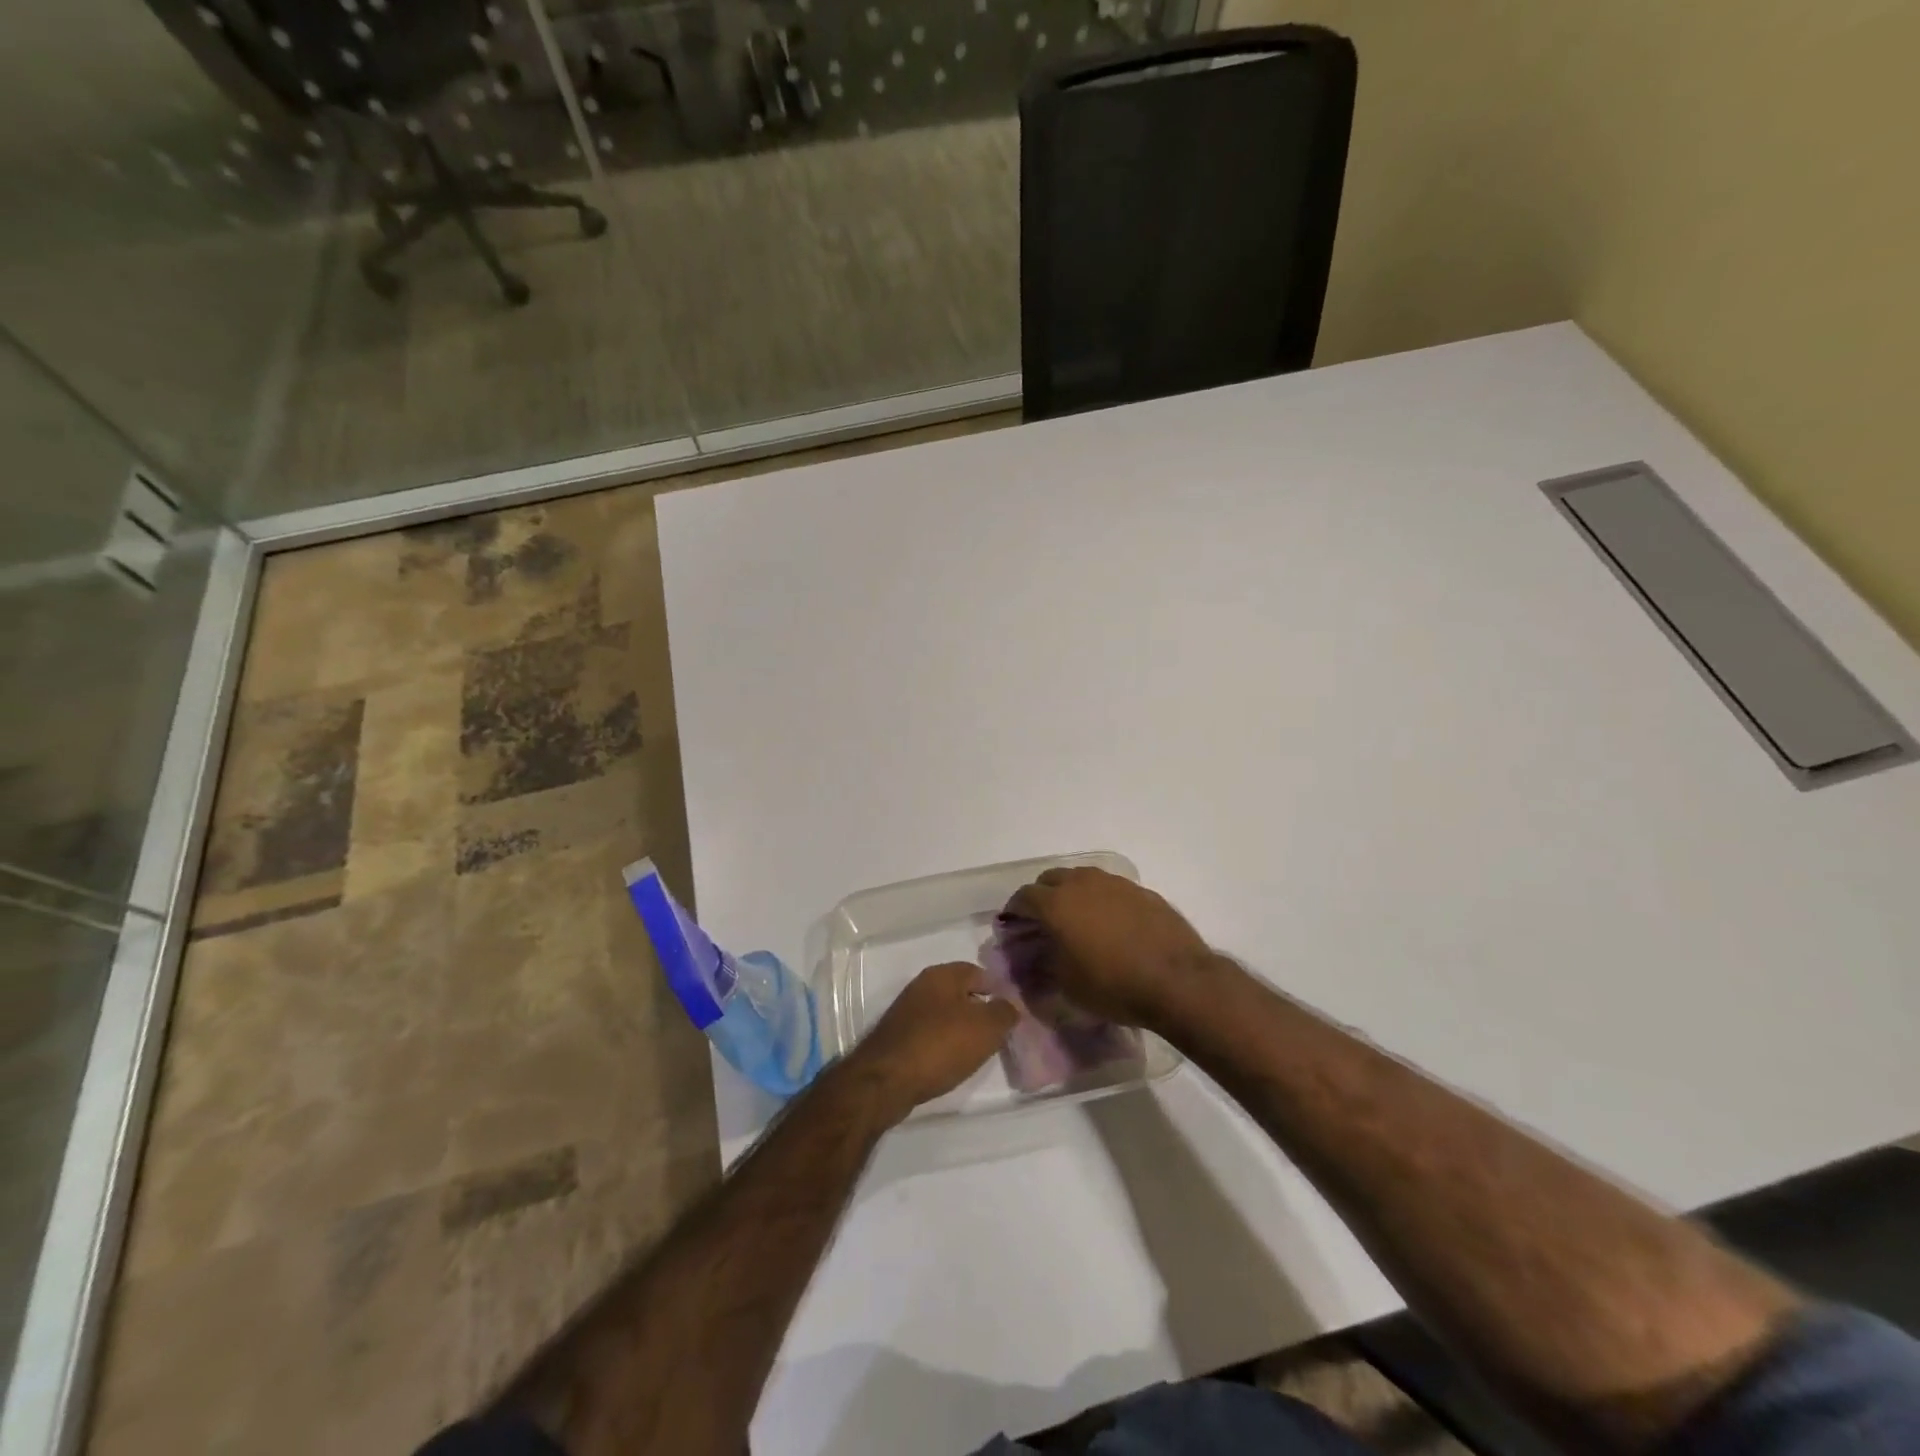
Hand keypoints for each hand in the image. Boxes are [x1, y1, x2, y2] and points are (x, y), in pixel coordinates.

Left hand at [841, 963, 1018, 1122]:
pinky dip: (943, 1044)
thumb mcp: (986, 1028)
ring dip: (961, 1028)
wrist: (886, 1080)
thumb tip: (1010, 1005)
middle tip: (998, 1032)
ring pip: (944, 1014)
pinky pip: (929, 1033)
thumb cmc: (940, 1045)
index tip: (1011, 1012)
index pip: (979, 972)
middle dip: (979, 1010)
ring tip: (978, 1050)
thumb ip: (1004, 1012)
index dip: (998, 990)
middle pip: (960, 993)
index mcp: (942, 974)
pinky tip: (950, 1061)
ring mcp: (906, 1011)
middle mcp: (922, 985)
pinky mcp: (897, 1036)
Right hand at [1003, 867, 1216, 1029]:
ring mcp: (1114, 883)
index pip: (1023, 897)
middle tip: (1042, 920)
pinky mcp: (1142, 891)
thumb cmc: (1113, 985)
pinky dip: (1100, 900)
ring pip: (1082, 878)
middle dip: (1041, 896)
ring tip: (1077, 919)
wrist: (1177, 981)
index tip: (1012, 926)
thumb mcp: (1067, 985)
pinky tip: (1110, 924)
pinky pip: (1110, 889)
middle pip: (1050, 879)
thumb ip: (1044, 965)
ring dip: (1072, 893)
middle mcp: (1082, 883)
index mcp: (1056, 903)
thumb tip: (1033, 957)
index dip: (1014, 911)